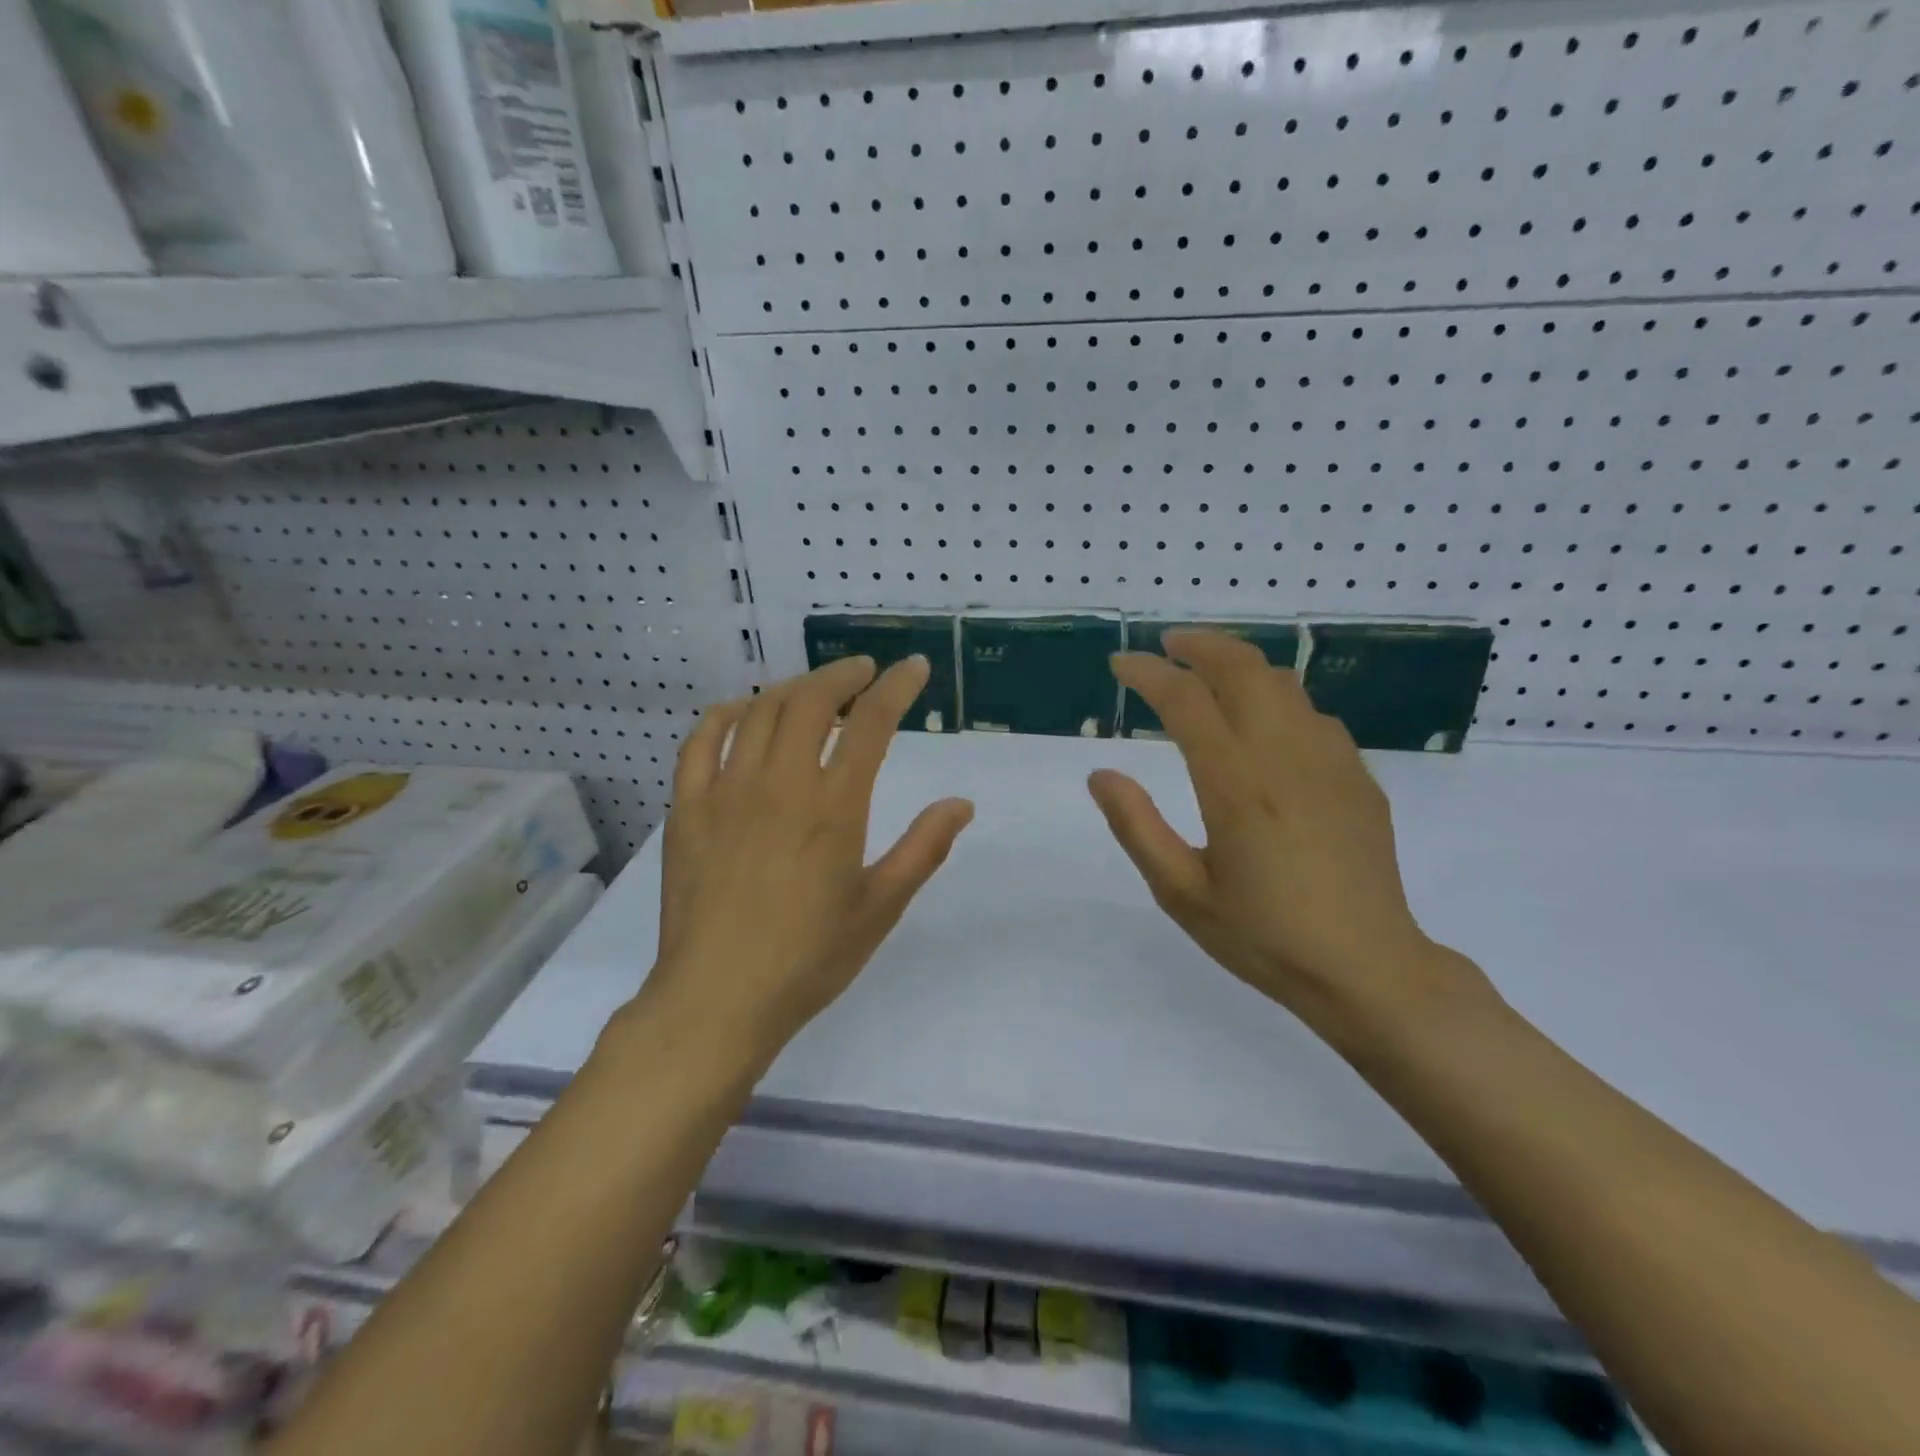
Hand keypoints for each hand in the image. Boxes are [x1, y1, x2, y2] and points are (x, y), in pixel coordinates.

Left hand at [642, 655, 973, 1068]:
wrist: (718, 999)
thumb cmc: (809, 958)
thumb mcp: (880, 908)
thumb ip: (923, 849)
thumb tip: (960, 804)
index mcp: (832, 807)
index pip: (870, 724)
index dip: (896, 688)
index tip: (913, 668)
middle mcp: (778, 784)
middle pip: (810, 701)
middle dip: (843, 675)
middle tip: (864, 673)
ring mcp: (726, 792)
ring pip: (758, 712)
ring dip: (792, 689)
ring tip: (814, 691)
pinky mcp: (688, 809)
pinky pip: (700, 742)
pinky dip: (724, 715)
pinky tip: (740, 713)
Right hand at [1087, 630, 1487, 1037]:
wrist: (1367, 970)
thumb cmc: (1264, 937)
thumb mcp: (1181, 893)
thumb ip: (1137, 827)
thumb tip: (1101, 774)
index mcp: (1236, 785)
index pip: (1186, 701)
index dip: (1148, 674)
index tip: (1120, 665)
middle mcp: (1285, 757)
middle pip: (1242, 668)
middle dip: (1198, 645)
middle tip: (1165, 647)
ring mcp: (1330, 762)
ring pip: (1282, 682)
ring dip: (1239, 664)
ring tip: (1207, 671)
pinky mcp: (1357, 777)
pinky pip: (1312, 714)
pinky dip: (1276, 698)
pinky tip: (1263, 721)